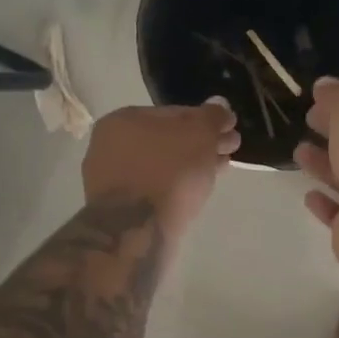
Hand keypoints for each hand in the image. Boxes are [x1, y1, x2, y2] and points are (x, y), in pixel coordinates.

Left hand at [82, 100, 239, 241]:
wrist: (138, 232)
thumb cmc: (169, 173)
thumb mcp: (200, 135)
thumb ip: (212, 117)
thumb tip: (220, 105)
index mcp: (122, 120)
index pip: (174, 113)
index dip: (206, 121)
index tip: (229, 131)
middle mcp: (109, 146)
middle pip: (167, 140)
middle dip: (200, 145)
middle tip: (229, 151)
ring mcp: (110, 180)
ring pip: (161, 166)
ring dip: (191, 166)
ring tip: (219, 171)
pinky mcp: (118, 209)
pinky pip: (154, 189)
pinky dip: (175, 186)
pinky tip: (197, 191)